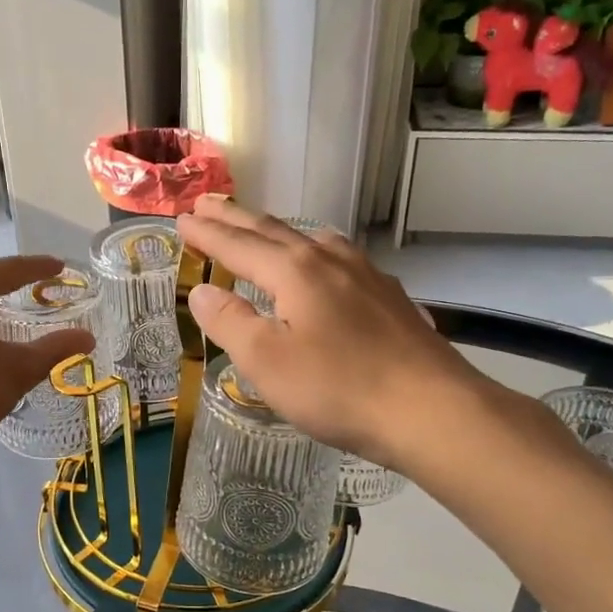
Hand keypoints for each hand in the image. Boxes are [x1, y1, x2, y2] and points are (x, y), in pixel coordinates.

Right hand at [174, 198, 483, 470]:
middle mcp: (329, 260)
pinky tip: (324, 263)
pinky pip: (338, 257)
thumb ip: (230, 322)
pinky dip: (313, 250)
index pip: (238, 245)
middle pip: (273, 231)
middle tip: (206, 203)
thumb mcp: (268, 361)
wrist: (431, 409)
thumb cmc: (338, 388)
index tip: (181, 219)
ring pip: (311, 238)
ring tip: (260, 227)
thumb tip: (201, 291)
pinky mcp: (389, 296)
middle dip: (236, 218)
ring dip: (276, 230)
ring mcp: (366, 275)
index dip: (207, 233)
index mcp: (294, 271)